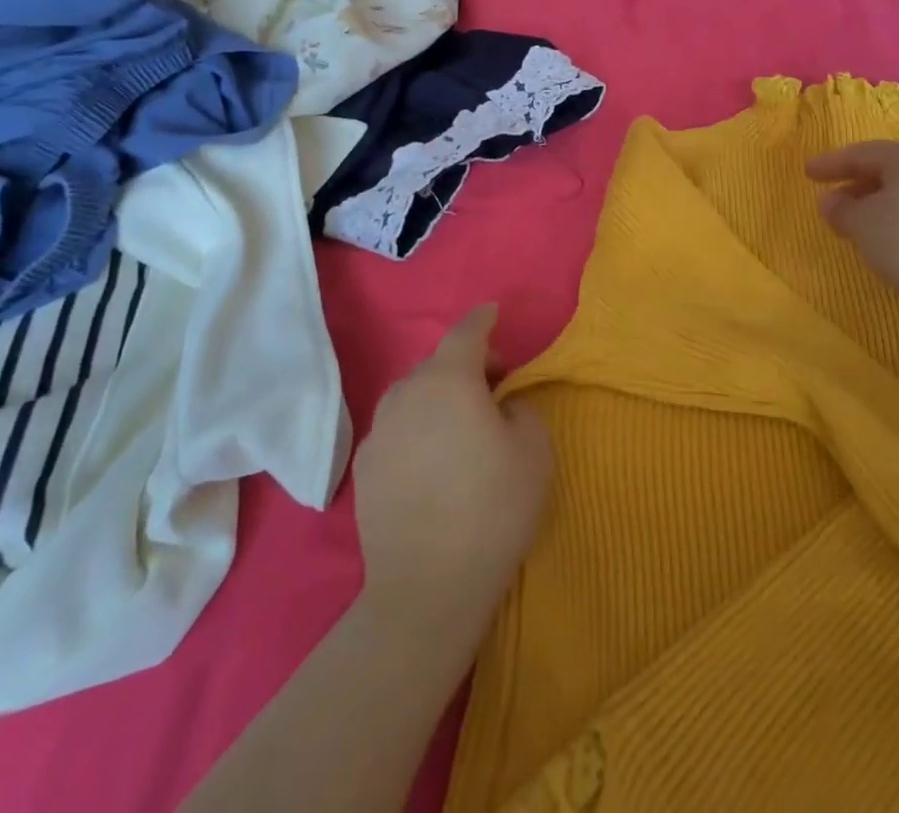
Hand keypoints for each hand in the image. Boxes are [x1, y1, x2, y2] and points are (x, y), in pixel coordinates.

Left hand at [353, 305, 552, 647]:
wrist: (426, 588)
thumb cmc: (492, 509)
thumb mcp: (534, 450)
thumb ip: (521, 409)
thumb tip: (501, 407)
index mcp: (448, 380)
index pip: (466, 332)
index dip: (483, 318)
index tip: (494, 312)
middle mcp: (406, 393)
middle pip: (438, 363)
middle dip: (465, 364)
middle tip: (493, 386)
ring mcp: (379, 430)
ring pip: (413, 394)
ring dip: (438, 396)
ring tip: (460, 425)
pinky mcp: (364, 466)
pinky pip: (397, 428)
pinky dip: (417, 428)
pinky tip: (432, 461)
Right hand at [806, 142, 898, 316]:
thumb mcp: (863, 226)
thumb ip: (841, 209)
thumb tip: (830, 200)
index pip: (862, 152)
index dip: (831, 163)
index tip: (807, 172)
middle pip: (890, 169)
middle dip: (858, 183)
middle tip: (833, 199)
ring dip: (882, 204)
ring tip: (862, 224)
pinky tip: (896, 242)